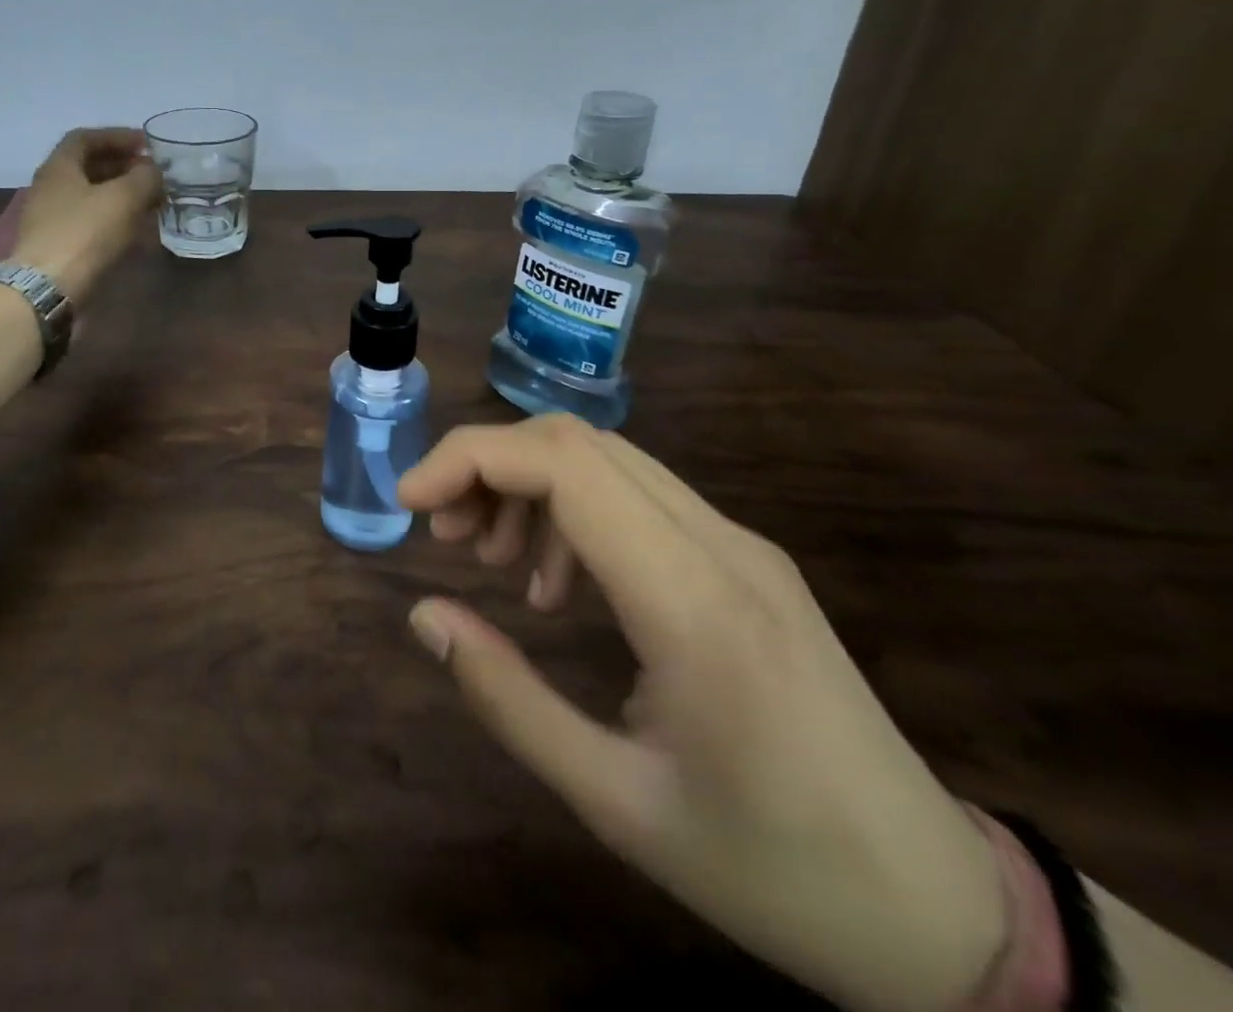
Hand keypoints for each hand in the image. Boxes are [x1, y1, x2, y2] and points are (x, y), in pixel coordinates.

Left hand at [13, 127, 161, 301]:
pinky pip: (91, 223)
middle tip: (153, 175)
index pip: (86, 138)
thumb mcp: (123, 198)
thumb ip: (144, 177)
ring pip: (92, 198)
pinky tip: (136, 232)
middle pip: (89, 168)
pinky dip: (115, 221)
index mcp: (59, 167)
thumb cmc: (84, 233)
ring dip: (122, 196)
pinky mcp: (59, 246)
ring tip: (152, 203)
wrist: (48, 288)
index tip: (147, 144)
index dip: (117, 136)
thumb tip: (153, 171)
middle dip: (124, 168)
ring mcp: (52, 219)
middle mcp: (50, 188)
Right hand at [400, 416, 1007, 1011]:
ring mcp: (741, 544)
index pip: (563, 465)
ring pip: (607, 460)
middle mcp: (721, 545)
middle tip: (442, 533)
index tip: (410, 502)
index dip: (469, 459)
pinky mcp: (746, 559)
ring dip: (528, 487)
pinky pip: (638, 497)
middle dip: (488, 465)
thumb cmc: (770, 869)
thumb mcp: (614, 801)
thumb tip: (425, 613)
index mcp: (693, 603)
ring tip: (490, 561)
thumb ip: (506, 698)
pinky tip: (556, 584)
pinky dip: (570, 512)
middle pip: (579, 441)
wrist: (940, 909)